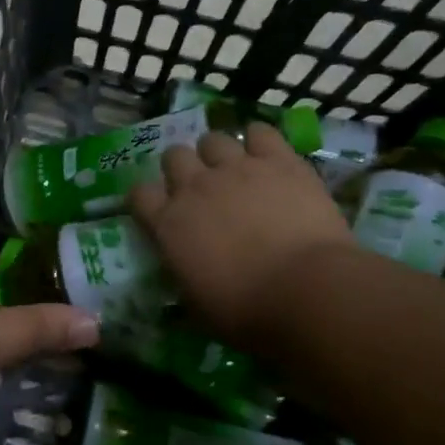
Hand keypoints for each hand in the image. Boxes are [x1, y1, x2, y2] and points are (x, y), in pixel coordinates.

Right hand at [128, 122, 357, 351]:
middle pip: (174, 156)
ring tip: (234, 170)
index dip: (148, 200)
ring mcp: (236, 168)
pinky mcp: (278, 160)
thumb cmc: (245, 312)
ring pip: (213, 139)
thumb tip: (184, 268)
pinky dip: (260, 140)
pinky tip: (267, 155)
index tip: (159, 210)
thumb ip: (183, 273)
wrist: (305, 291)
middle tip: (201, 188)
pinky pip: (261, 132)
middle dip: (183, 168)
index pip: (139, 194)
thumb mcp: (196, 304)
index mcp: (168, 224)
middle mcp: (195, 187)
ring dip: (218, 153)